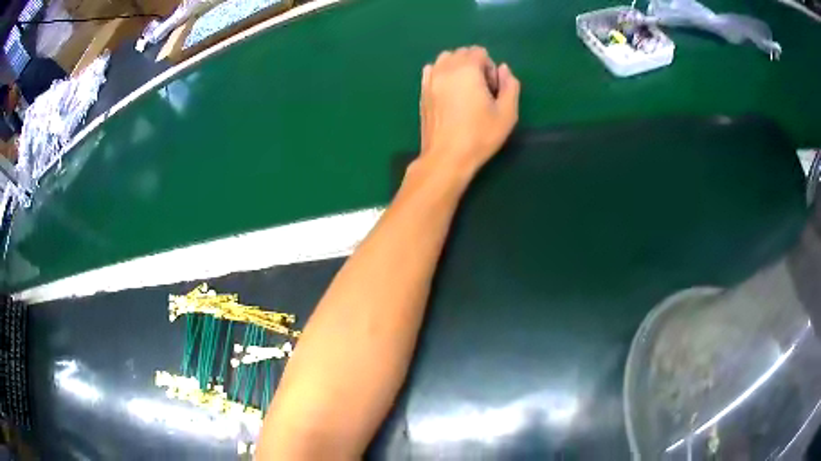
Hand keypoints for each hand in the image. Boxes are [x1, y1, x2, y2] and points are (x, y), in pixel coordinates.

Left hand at [418, 46, 519, 176]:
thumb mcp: (507, 113)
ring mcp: (431, 79)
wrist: (447, 156)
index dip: (490, 67)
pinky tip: (449, 91)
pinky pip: (431, 70)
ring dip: (457, 67)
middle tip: (481, 90)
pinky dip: (441, 73)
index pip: (479, 52)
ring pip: (444, 59)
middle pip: (461, 53)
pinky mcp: (422, 92)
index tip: (492, 89)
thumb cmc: (480, 135)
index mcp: (467, 70)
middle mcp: (446, 69)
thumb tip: (504, 69)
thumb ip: (510, 86)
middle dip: (475, 65)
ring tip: (465, 89)